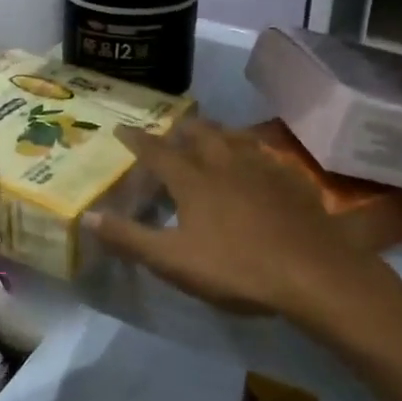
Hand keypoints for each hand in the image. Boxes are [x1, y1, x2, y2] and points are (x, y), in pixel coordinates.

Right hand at [84, 119, 368, 319]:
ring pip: (234, 136)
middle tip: (171, 129)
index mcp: (193, 180)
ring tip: (211, 134)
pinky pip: (265, 152)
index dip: (136, 140)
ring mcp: (261, 167)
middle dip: (181, 129)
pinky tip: (257, 159)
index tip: (121, 128)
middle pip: (199, 134)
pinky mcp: (290, 179)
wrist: (312, 272)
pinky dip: (251, 149)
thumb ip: (130, 238)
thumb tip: (88, 216)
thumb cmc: (236, 267)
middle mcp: (224, 162)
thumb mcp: (173, 261)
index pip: (156, 152)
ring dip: (217, 132)